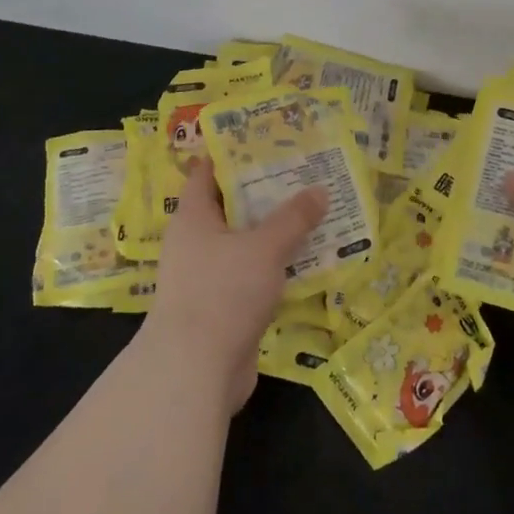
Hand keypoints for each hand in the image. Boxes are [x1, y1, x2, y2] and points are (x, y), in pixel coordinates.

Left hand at [143, 162, 326, 411]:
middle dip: (262, 193)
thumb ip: (293, 218)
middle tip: (299, 174)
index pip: (206, 173)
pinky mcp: (220, 309)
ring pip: (242, 244)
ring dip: (270, 232)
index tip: (262, 140)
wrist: (195, 372)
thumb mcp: (265, 247)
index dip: (230, 154)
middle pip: (229, 208)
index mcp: (193, 218)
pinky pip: (249, 276)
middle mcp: (194, 243)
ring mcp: (205, 278)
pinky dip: (271, 267)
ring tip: (309, 213)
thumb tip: (320, 190)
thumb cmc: (223, 292)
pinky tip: (302, 261)